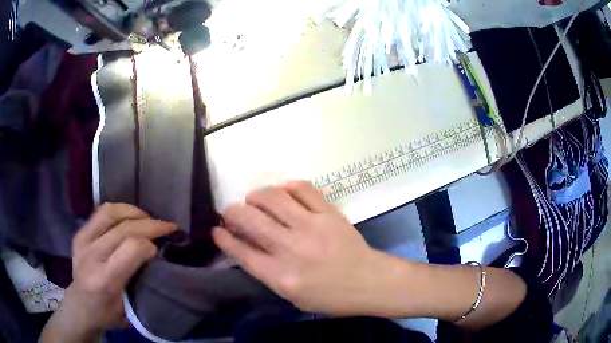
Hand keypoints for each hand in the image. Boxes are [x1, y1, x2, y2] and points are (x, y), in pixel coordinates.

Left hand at [40, 203, 176, 341]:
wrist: (80, 307)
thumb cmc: (107, 314)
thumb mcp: (129, 308)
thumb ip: (140, 281)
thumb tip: (155, 254)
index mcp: (104, 280)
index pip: (131, 248)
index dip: (150, 244)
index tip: (160, 249)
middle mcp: (90, 255)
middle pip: (123, 228)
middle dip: (150, 224)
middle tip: (168, 226)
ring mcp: (82, 241)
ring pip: (111, 213)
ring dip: (134, 212)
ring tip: (149, 219)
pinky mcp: (79, 233)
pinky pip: (101, 213)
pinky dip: (120, 211)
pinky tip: (130, 217)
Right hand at [212, 181, 387, 315]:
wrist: (369, 282)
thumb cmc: (330, 296)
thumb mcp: (292, 295)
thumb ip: (267, 272)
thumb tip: (244, 246)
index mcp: (281, 276)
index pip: (241, 252)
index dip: (224, 238)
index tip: (216, 229)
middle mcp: (291, 249)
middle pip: (250, 220)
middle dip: (232, 212)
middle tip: (231, 212)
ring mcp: (311, 227)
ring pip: (272, 198)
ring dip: (256, 195)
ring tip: (254, 199)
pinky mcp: (329, 213)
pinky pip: (302, 188)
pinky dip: (287, 187)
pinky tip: (283, 193)